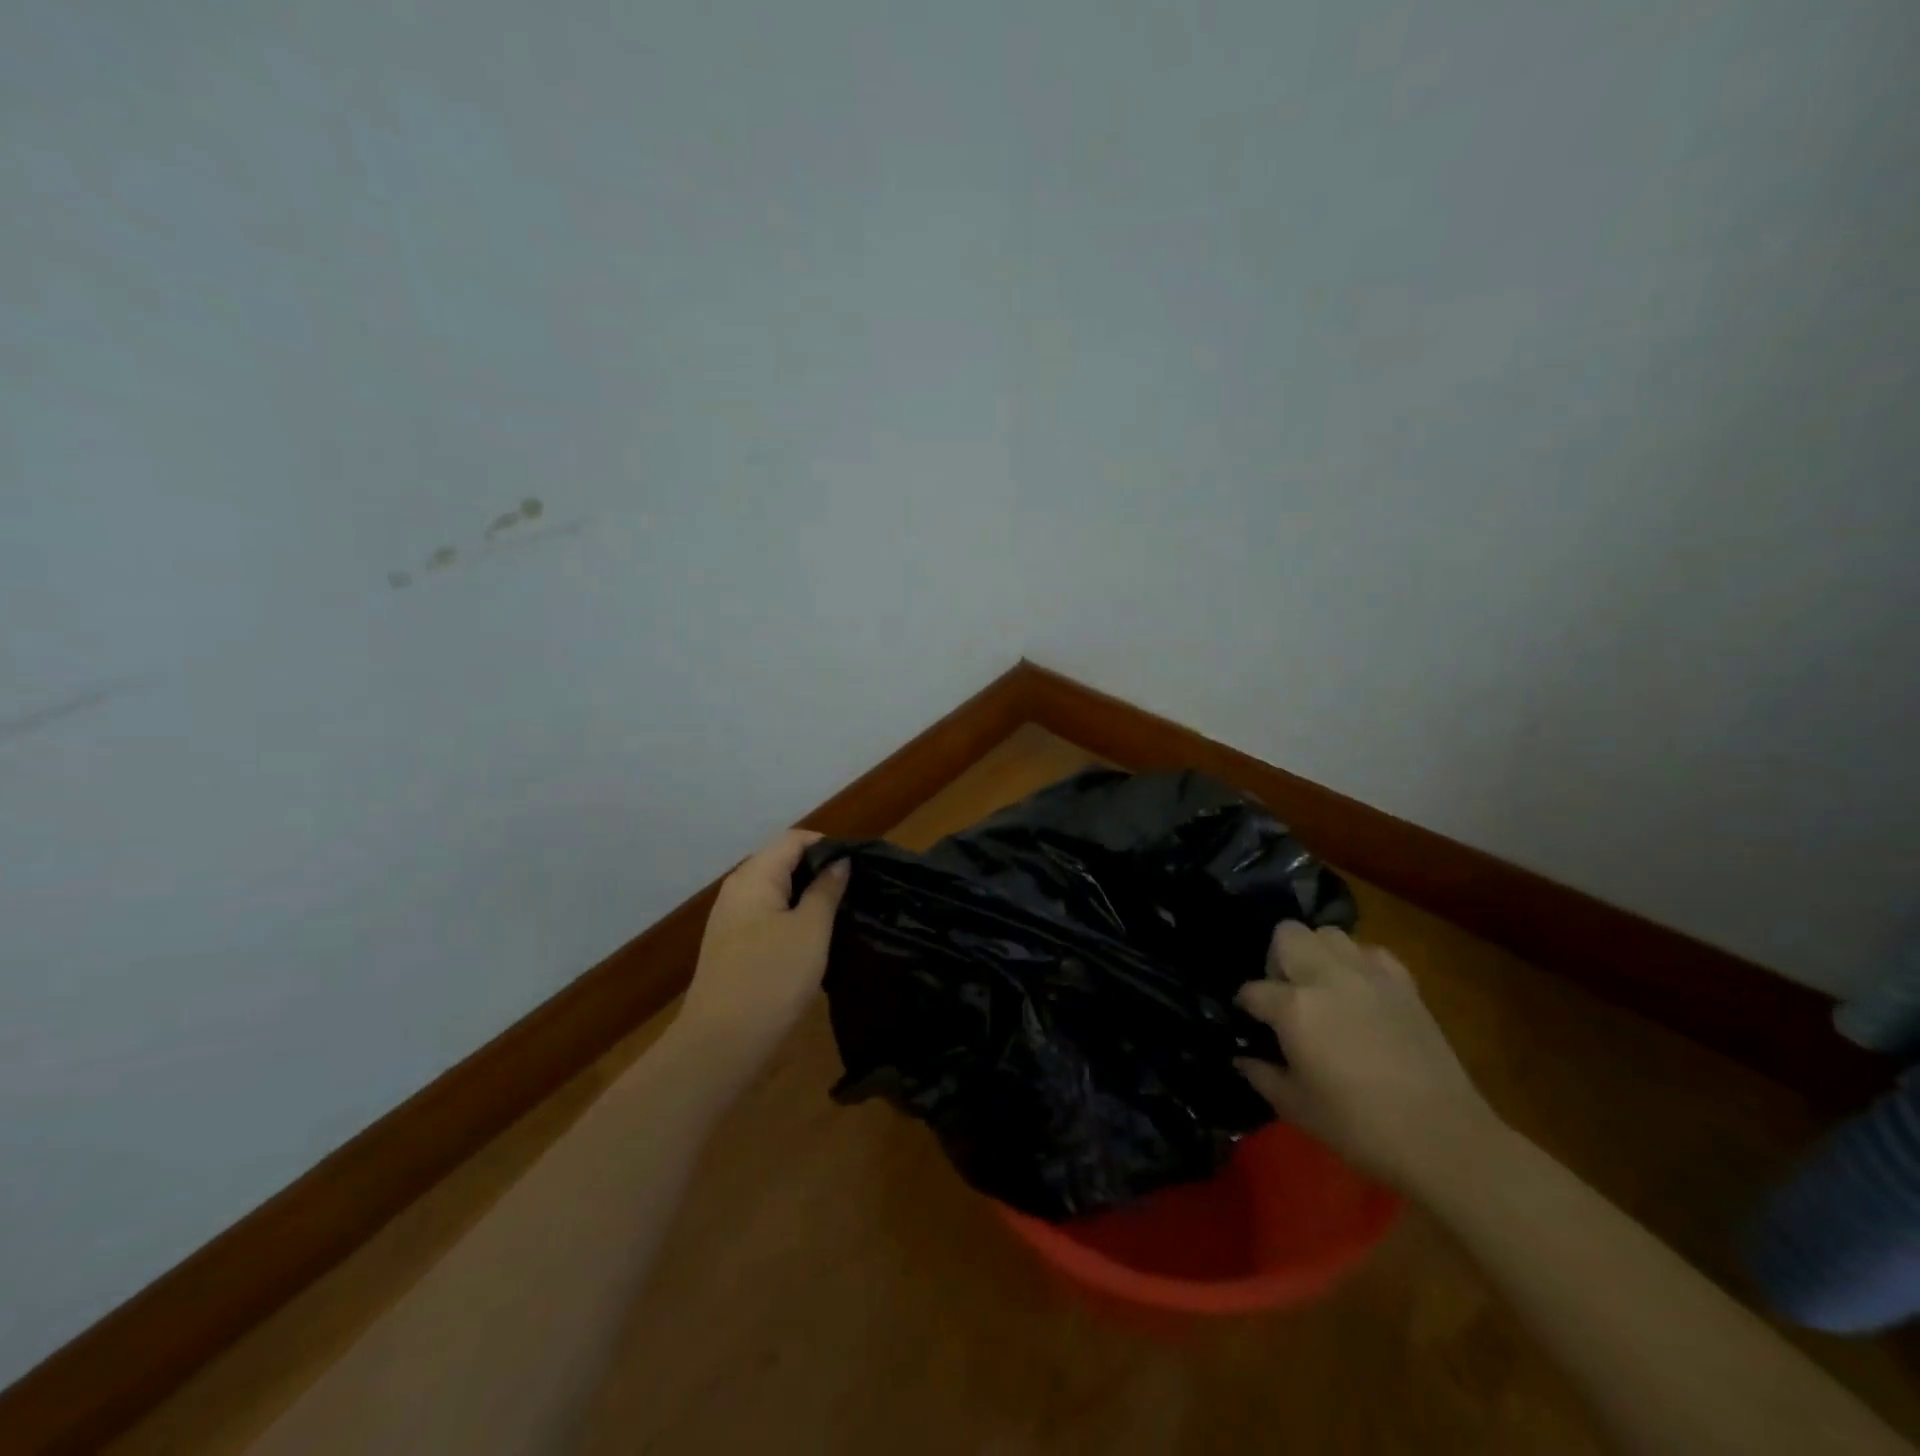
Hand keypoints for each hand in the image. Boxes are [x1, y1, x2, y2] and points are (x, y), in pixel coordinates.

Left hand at [677, 829, 849, 1072]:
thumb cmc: (772, 977)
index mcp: (754, 876)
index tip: (859, 866)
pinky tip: (813, 938)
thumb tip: (839, 862)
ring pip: (776, 891)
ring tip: (840, 913)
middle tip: (855, 890)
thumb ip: (826, 890)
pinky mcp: (732, 946)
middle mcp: (737, 889)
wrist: (721, 1044)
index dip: (828, 845)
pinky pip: (767, 915)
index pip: (794, 839)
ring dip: (807, 896)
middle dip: (819, 870)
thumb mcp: (811, 930)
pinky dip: (792, 917)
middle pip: (782, 861)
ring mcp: (731, 919)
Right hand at [1234, 921, 1498, 1192]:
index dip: (1244, 1005)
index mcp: (1294, 1008)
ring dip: (1316, 953)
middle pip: (1287, 934)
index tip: (1247, 1021)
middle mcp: (1326, 977)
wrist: (1444, 1139)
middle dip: (1275, 958)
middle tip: (1283, 992)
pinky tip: (1359, 991)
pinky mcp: (1403, 983)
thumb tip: (1241, 1057)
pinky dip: (1358, 963)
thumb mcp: (1296, 1107)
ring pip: (1328, 934)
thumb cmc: (1360, 1127)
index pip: (1252, 990)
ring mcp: (1368, 975)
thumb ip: (1261, 1074)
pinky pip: (1370, 952)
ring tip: (1320, 986)